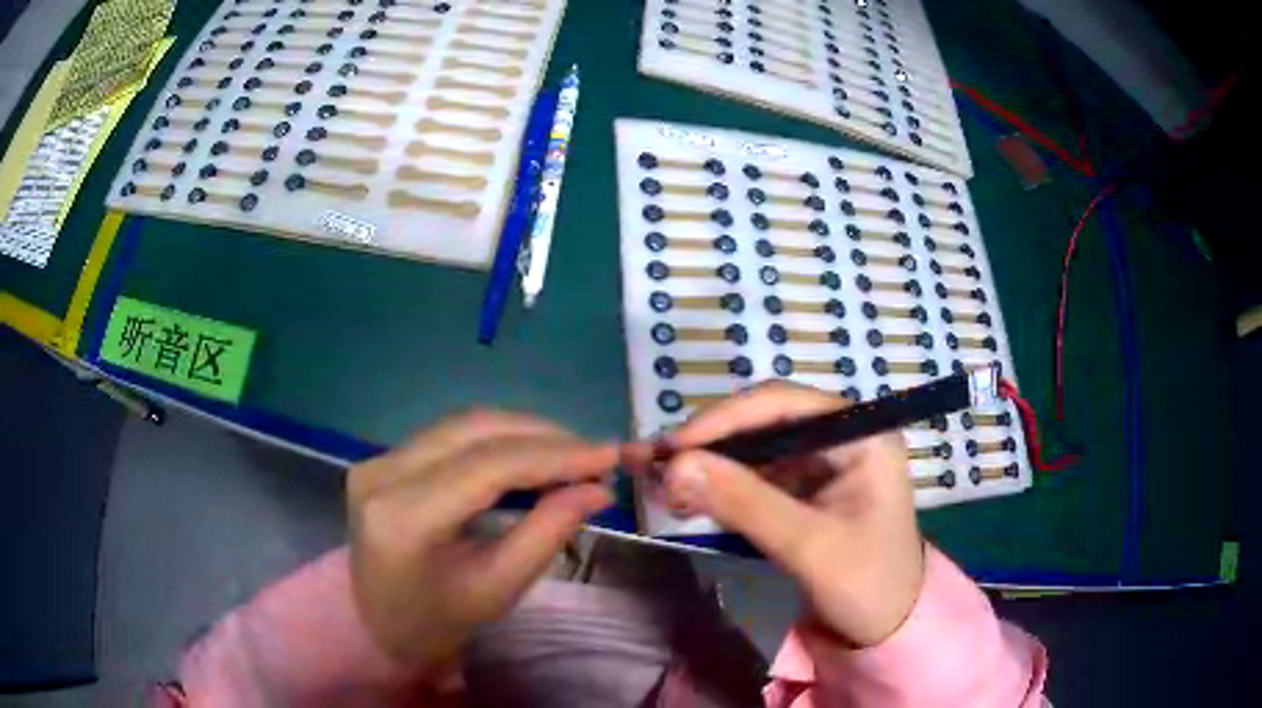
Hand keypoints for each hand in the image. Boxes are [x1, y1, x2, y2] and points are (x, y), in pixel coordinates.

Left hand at [346, 411, 617, 666]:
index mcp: (406, 517)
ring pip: (463, 424)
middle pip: (475, 431)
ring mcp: (376, 460)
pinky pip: (449, 435)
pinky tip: (528, 454)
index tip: (609, 454)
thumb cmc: (439, 621)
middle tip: (595, 454)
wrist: (375, 625)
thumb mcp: (498, 588)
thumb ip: (548, 532)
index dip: (554, 455)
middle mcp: (383, 473)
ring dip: (523, 432)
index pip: (489, 466)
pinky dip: (496, 439)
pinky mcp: (381, 458)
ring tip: (570, 453)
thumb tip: (598, 489)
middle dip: (544, 436)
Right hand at [656, 382, 923, 646]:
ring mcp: (822, 463)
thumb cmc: (867, 585)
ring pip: (753, 450)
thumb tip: (674, 466)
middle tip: (654, 466)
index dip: (724, 419)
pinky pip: (755, 477)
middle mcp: (841, 437)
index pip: (784, 405)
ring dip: (708, 466)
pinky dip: (720, 487)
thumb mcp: (808, 545)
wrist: (888, 627)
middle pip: (763, 423)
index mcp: (861, 434)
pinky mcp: (805, 490)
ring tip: (661, 485)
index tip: (674, 448)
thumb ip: (745, 503)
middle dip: (709, 444)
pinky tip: (687, 499)